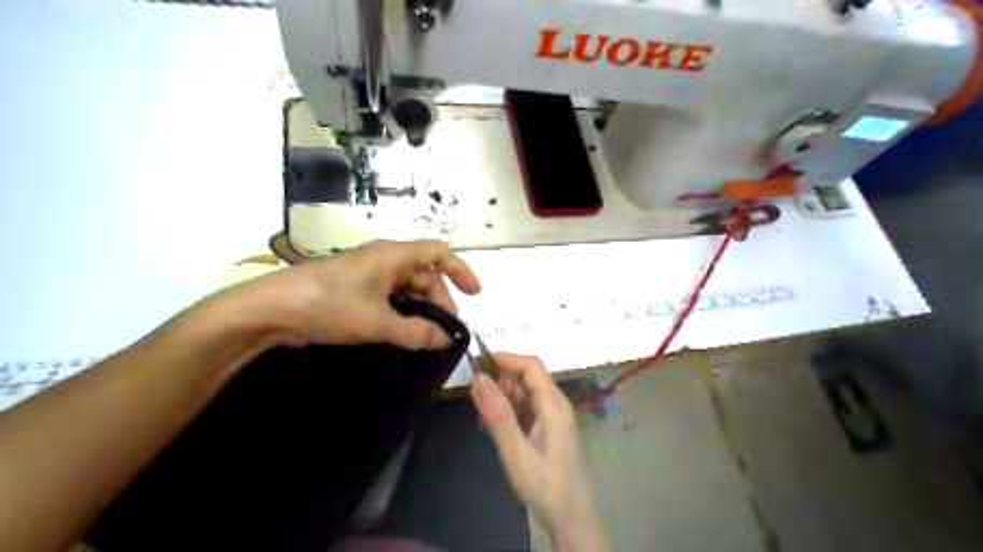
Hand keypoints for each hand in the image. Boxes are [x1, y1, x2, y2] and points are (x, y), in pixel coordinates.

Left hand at [226, 237, 479, 347]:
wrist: (270, 310)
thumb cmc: (328, 305)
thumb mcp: (376, 322)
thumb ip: (415, 331)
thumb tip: (445, 339)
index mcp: (393, 256)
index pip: (438, 252)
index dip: (460, 270)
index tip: (474, 294)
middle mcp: (384, 260)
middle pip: (424, 274)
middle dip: (439, 300)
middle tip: (444, 330)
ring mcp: (367, 275)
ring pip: (406, 288)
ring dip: (420, 309)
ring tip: (426, 336)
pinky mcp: (354, 289)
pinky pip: (389, 297)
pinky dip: (401, 313)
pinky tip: (402, 333)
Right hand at [470, 353, 607, 550]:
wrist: (570, 519)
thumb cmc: (544, 485)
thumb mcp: (515, 451)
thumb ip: (497, 414)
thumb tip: (478, 378)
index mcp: (553, 405)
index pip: (531, 366)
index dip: (506, 358)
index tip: (478, 362)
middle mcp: (556, 405)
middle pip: (528, 378)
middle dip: (501, 381)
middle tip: (475, 398)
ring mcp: (554, 417)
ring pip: (525, 394)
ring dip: (502, 399)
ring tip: (482, 419)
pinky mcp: (550, 429)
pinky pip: (527, 410)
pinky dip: (509, 413)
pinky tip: (494, 429)